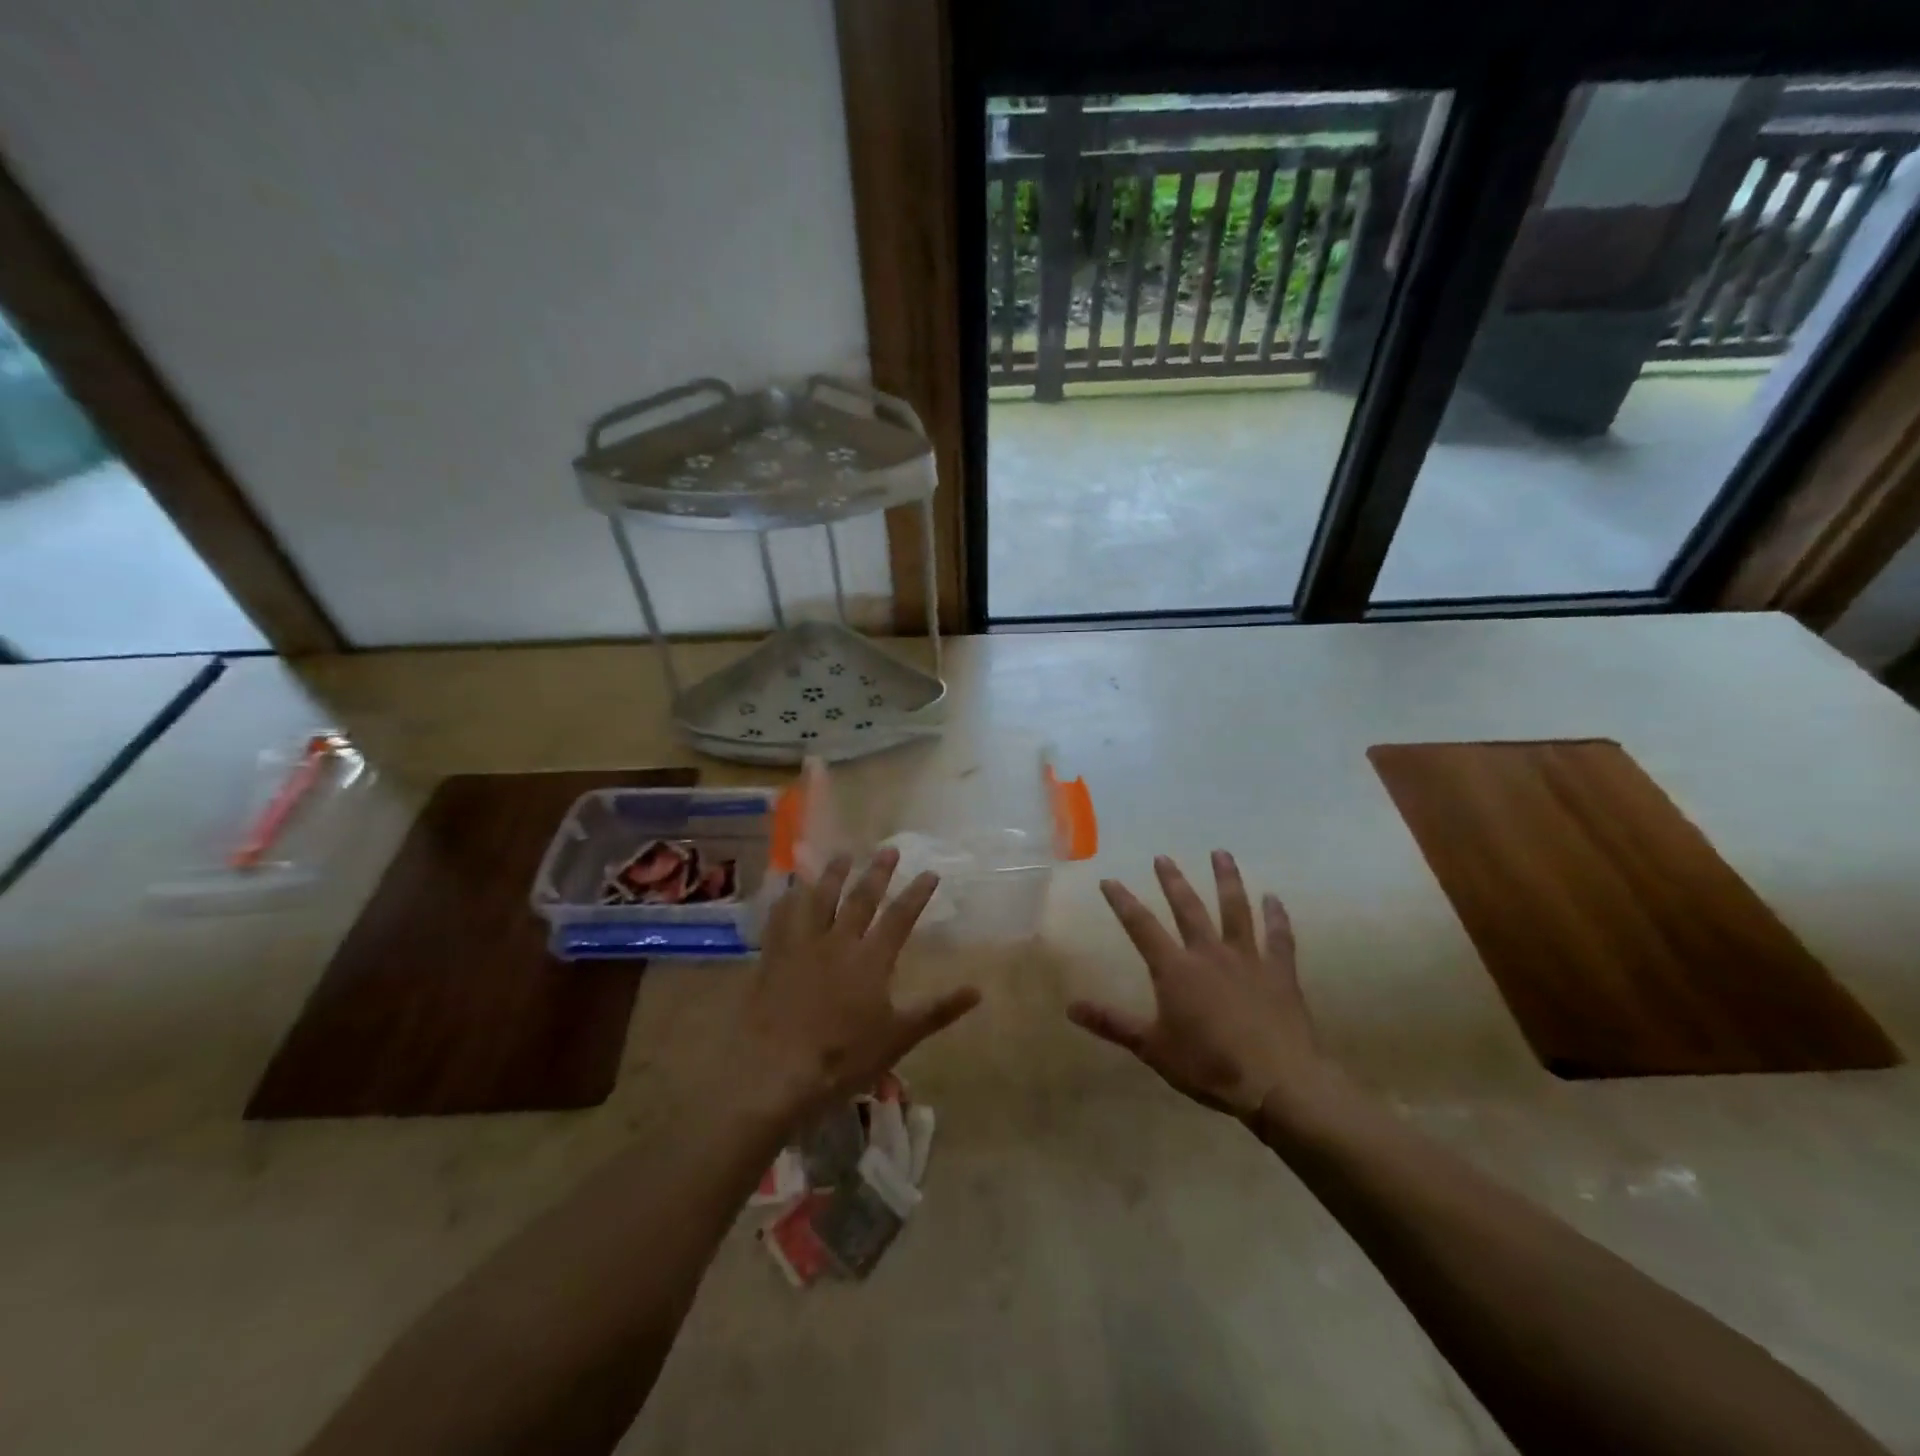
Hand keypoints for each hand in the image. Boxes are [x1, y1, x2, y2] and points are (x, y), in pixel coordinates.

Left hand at [741, 848, 980, 1123]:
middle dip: (877, 873)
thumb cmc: (844, 1057)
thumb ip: (937, 1010)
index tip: (930, 872)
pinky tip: (789, 889)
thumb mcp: (898, 1037)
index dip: (917, 894)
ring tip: (842, 855)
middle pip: (860, 899)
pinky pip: (781, 918)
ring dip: (832, 875)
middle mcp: (838, 942)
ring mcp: (802, 946)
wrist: (776, 1070)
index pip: (900, 917)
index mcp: (871, 960)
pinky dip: (787, 900)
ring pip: (819, 899)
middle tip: (888, 849)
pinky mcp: (773, 957)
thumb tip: (978, 990)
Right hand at [1069, 852, 1328, 1119]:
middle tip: (1163, 857)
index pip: (1141, 927)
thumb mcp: (1152, 1048)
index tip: (1109, 880)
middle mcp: (1209, 953)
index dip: (1123, 902)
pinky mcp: (1280, 973)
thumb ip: (1112, 1024)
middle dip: (1173, 881)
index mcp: (1175, 969)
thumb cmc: (1209, 1065)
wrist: (1277, 1082)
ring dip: (1227, 880)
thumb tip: (1069, 1007)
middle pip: (1188, 908)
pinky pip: (1278, 938)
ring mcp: (1247, 959)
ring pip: (1235, 910)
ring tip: (1221, 854)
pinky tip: (1274, 899)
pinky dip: (1277, 917)